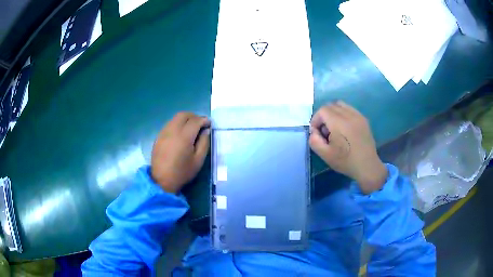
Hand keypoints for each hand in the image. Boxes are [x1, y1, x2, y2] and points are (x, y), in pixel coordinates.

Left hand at [151, 112, 210, 192]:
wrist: (162, 180)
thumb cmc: (182, 172)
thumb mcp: (198, 160)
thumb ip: (204, 143)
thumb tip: (206, 131)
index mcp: (184, 137)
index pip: (195, 121)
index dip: (204, 120)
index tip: (209, 123)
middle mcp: (172, 130)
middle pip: (183, 115)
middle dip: (194, 116)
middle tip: (200, 123)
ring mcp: (163, 132)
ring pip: (175, 118)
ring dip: (184, 119)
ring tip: (191, 127)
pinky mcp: (158, 136)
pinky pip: (169, 124)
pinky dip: (177, 124)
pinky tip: (180, 133)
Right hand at [309, 101, 386, 193]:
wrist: (367, 166)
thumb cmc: (346, 161)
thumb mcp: (325, 155)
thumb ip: (314, 141)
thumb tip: (314, 131)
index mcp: (339, 123)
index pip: (322, 110)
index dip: (316, 119)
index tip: (317, 132)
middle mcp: (349, 115)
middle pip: (331, 105)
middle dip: (323, 116)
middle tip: (325, 131)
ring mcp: (358, 115)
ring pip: (340, 104)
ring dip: (333, 112)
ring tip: (335, 127)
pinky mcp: (363, 119)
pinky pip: (349, 109)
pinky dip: (343, 113)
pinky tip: (344, 127)